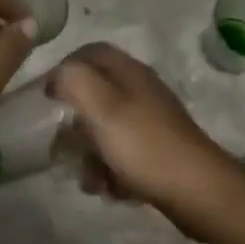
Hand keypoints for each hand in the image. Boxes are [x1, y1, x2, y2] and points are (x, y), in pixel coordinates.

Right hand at [47, 43, 244, 238]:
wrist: (197, 191)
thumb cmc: (143, 145)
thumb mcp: (101, 106)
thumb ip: (73, 80)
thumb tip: (58, 75)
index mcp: (128, 72)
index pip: (90, 52)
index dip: (65, 68)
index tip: (47, 96)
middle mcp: (141, 90)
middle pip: (96, 94)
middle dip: (76, 121)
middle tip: (63, 142)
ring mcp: (151, 121)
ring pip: (106, 127)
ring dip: (91, 152)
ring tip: (88, 176)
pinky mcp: (157, 149)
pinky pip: (122, 152)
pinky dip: (111, 168)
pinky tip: (109, 188)